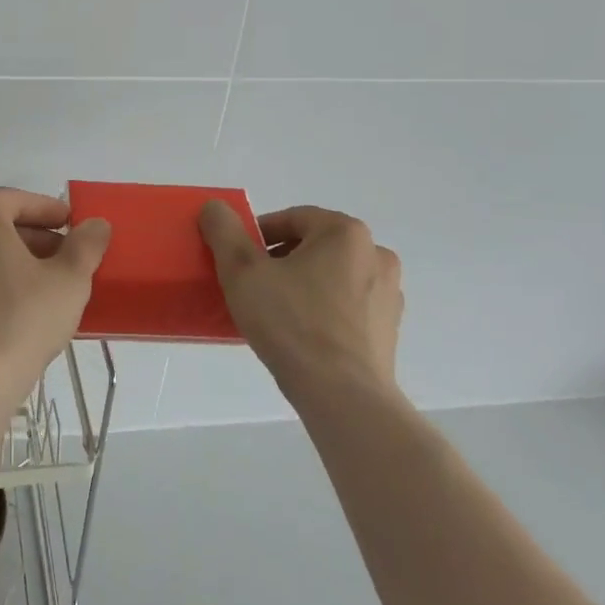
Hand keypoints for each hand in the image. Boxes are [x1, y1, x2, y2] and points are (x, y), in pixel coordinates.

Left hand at [0, 189, 110, 409]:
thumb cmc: (21, 320)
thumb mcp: (69, 280)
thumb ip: (85, 245)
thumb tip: (96, 224)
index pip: (15, 200)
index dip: (46, 209)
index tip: (71, 225)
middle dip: (31, 238)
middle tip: (63, 258)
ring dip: (8, 263)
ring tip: (41, 288)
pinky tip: (10, 314)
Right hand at [198, 202, 404, 408]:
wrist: (343, 396)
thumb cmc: (292, 324)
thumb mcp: (243, 271)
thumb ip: (225, 232)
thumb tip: (214, 207)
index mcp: (346, 232)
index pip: (292, 219)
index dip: (258, 236)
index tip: (238, 261)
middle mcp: (376, 255)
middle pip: (314, 246)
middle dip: (281, 260)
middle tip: (253, 286)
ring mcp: (389, 294)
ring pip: (332, 276)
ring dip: (303, 285)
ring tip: (275, 312)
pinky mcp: (390, 329)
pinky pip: (347, 306)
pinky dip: (323, 310)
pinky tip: (301, 335)